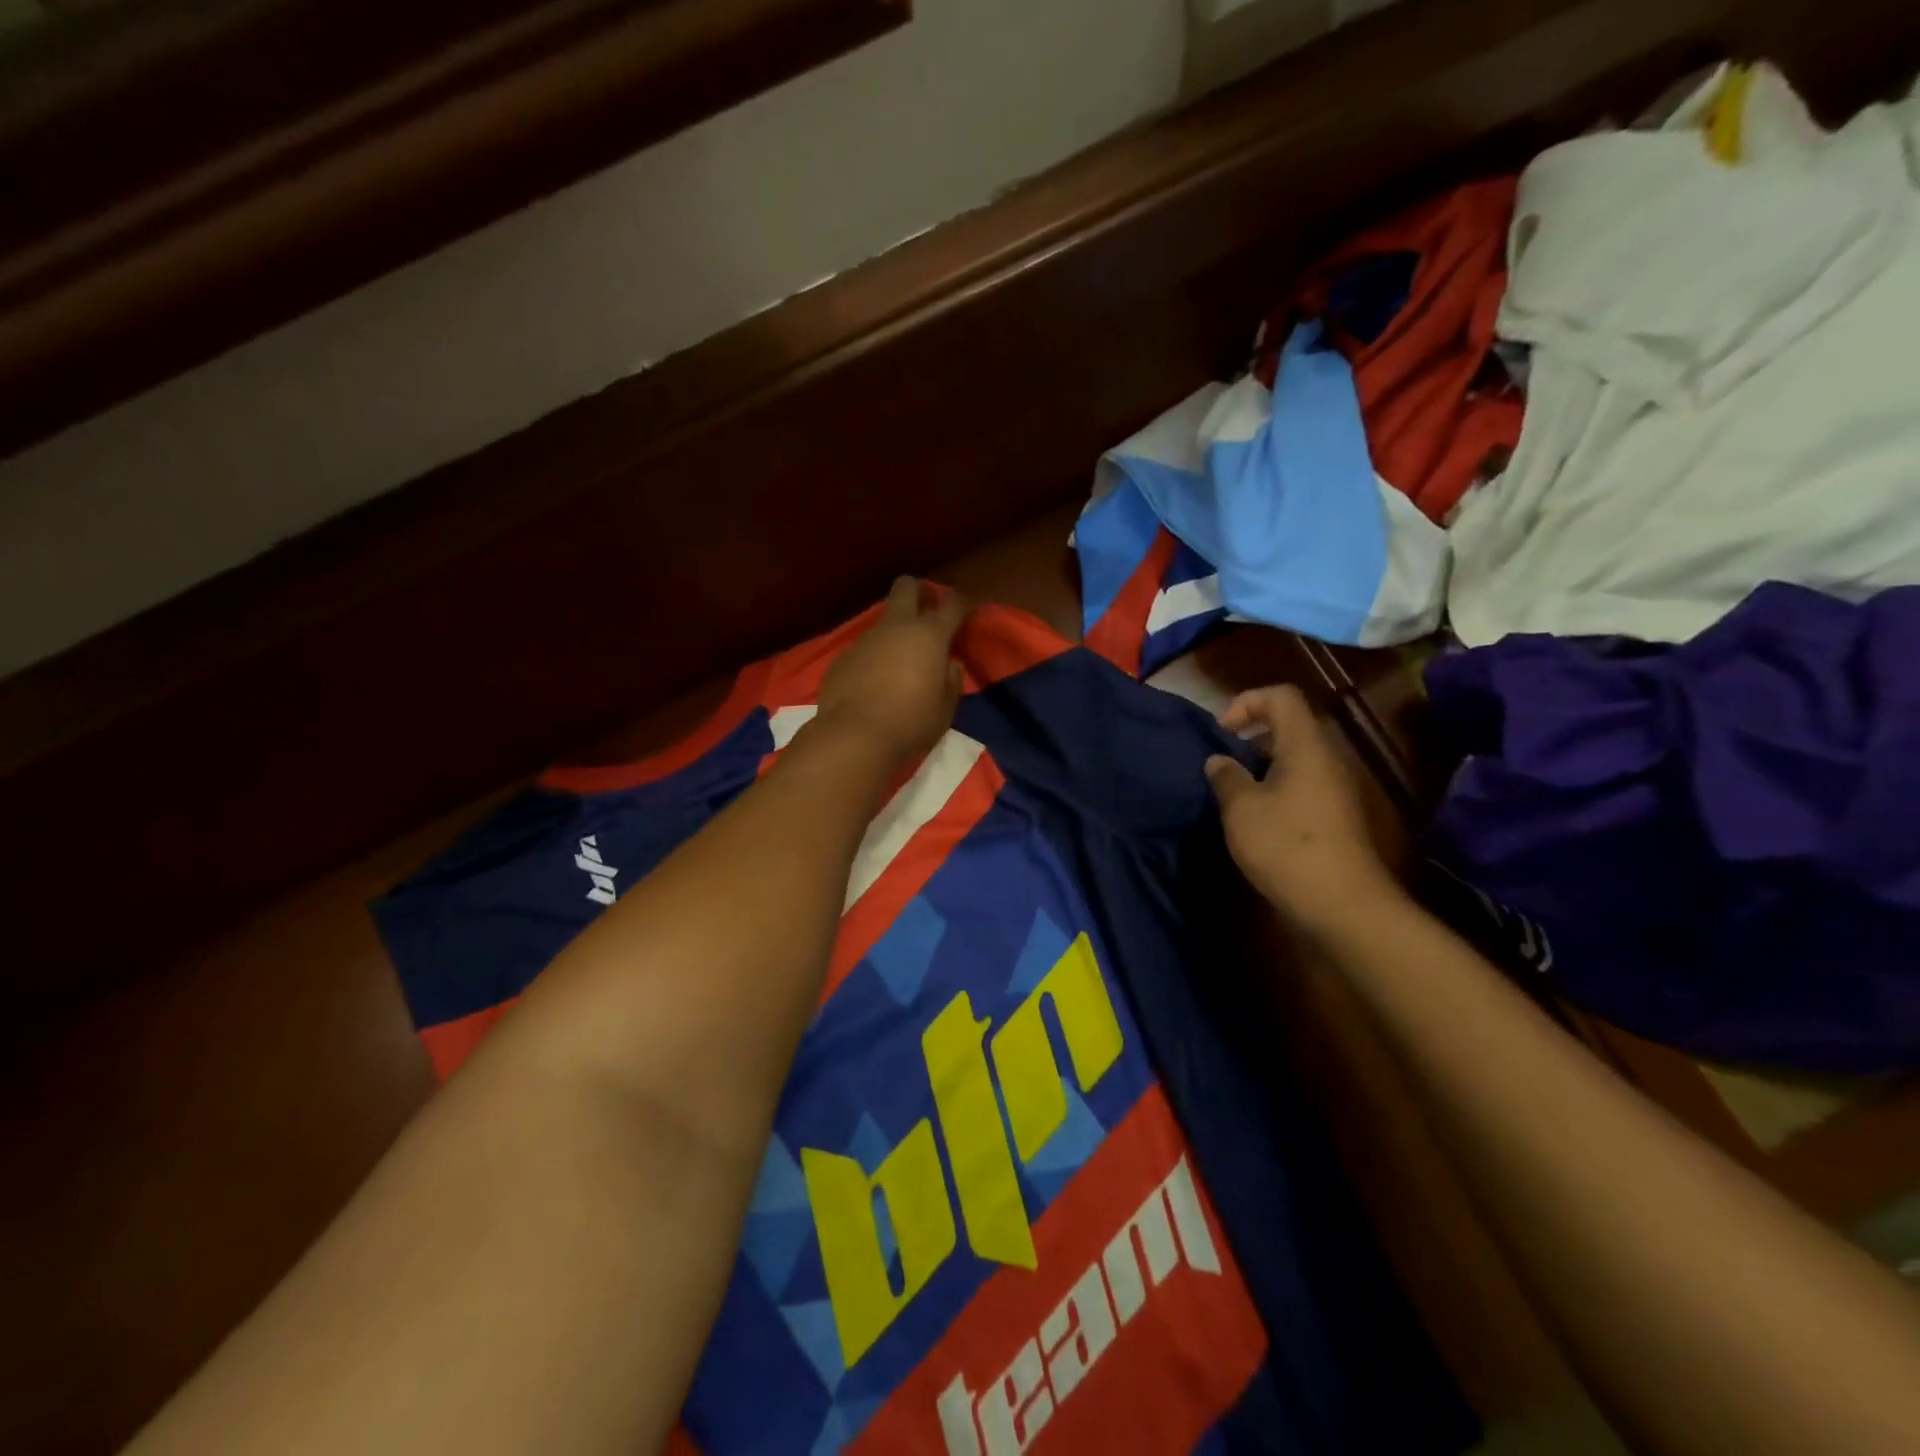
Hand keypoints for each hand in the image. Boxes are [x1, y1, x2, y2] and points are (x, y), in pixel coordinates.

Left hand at [815, 578, 967, 764]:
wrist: (854, 735)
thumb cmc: (911, 722)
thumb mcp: (945, 708)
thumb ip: (951, 681)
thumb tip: (949, 665)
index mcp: (929, 635)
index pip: (952, 604)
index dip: (961, 603)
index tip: (964, 610)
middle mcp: (896, 627)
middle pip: (906, 586)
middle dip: (919, 590)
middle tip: (927, 607)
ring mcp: (865, 639)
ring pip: (883, 620)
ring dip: (894, 631)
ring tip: (899, 659)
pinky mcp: (842, 657)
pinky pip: (863, 648)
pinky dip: (873, 657)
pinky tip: (872, 681)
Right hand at [1204, 685, 1402, 936]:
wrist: (1343, 904)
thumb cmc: (1286, 846)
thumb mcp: (1241, 809)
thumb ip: (1226, 777)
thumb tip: (1219, 760)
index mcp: (1305, 746)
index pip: (1281, 696)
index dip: (1246, 702)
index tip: (1222, 733)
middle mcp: (1326, 758)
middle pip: (1289, 725)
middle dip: (1250, 736)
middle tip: (1221, 761)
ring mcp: (1336, 788)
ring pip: (1295, 756)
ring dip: (1261, 764)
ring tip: (1233, 791)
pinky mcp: (1337, 815)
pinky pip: (1303, 783)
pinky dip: (1276, 787)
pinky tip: (1255, 817)